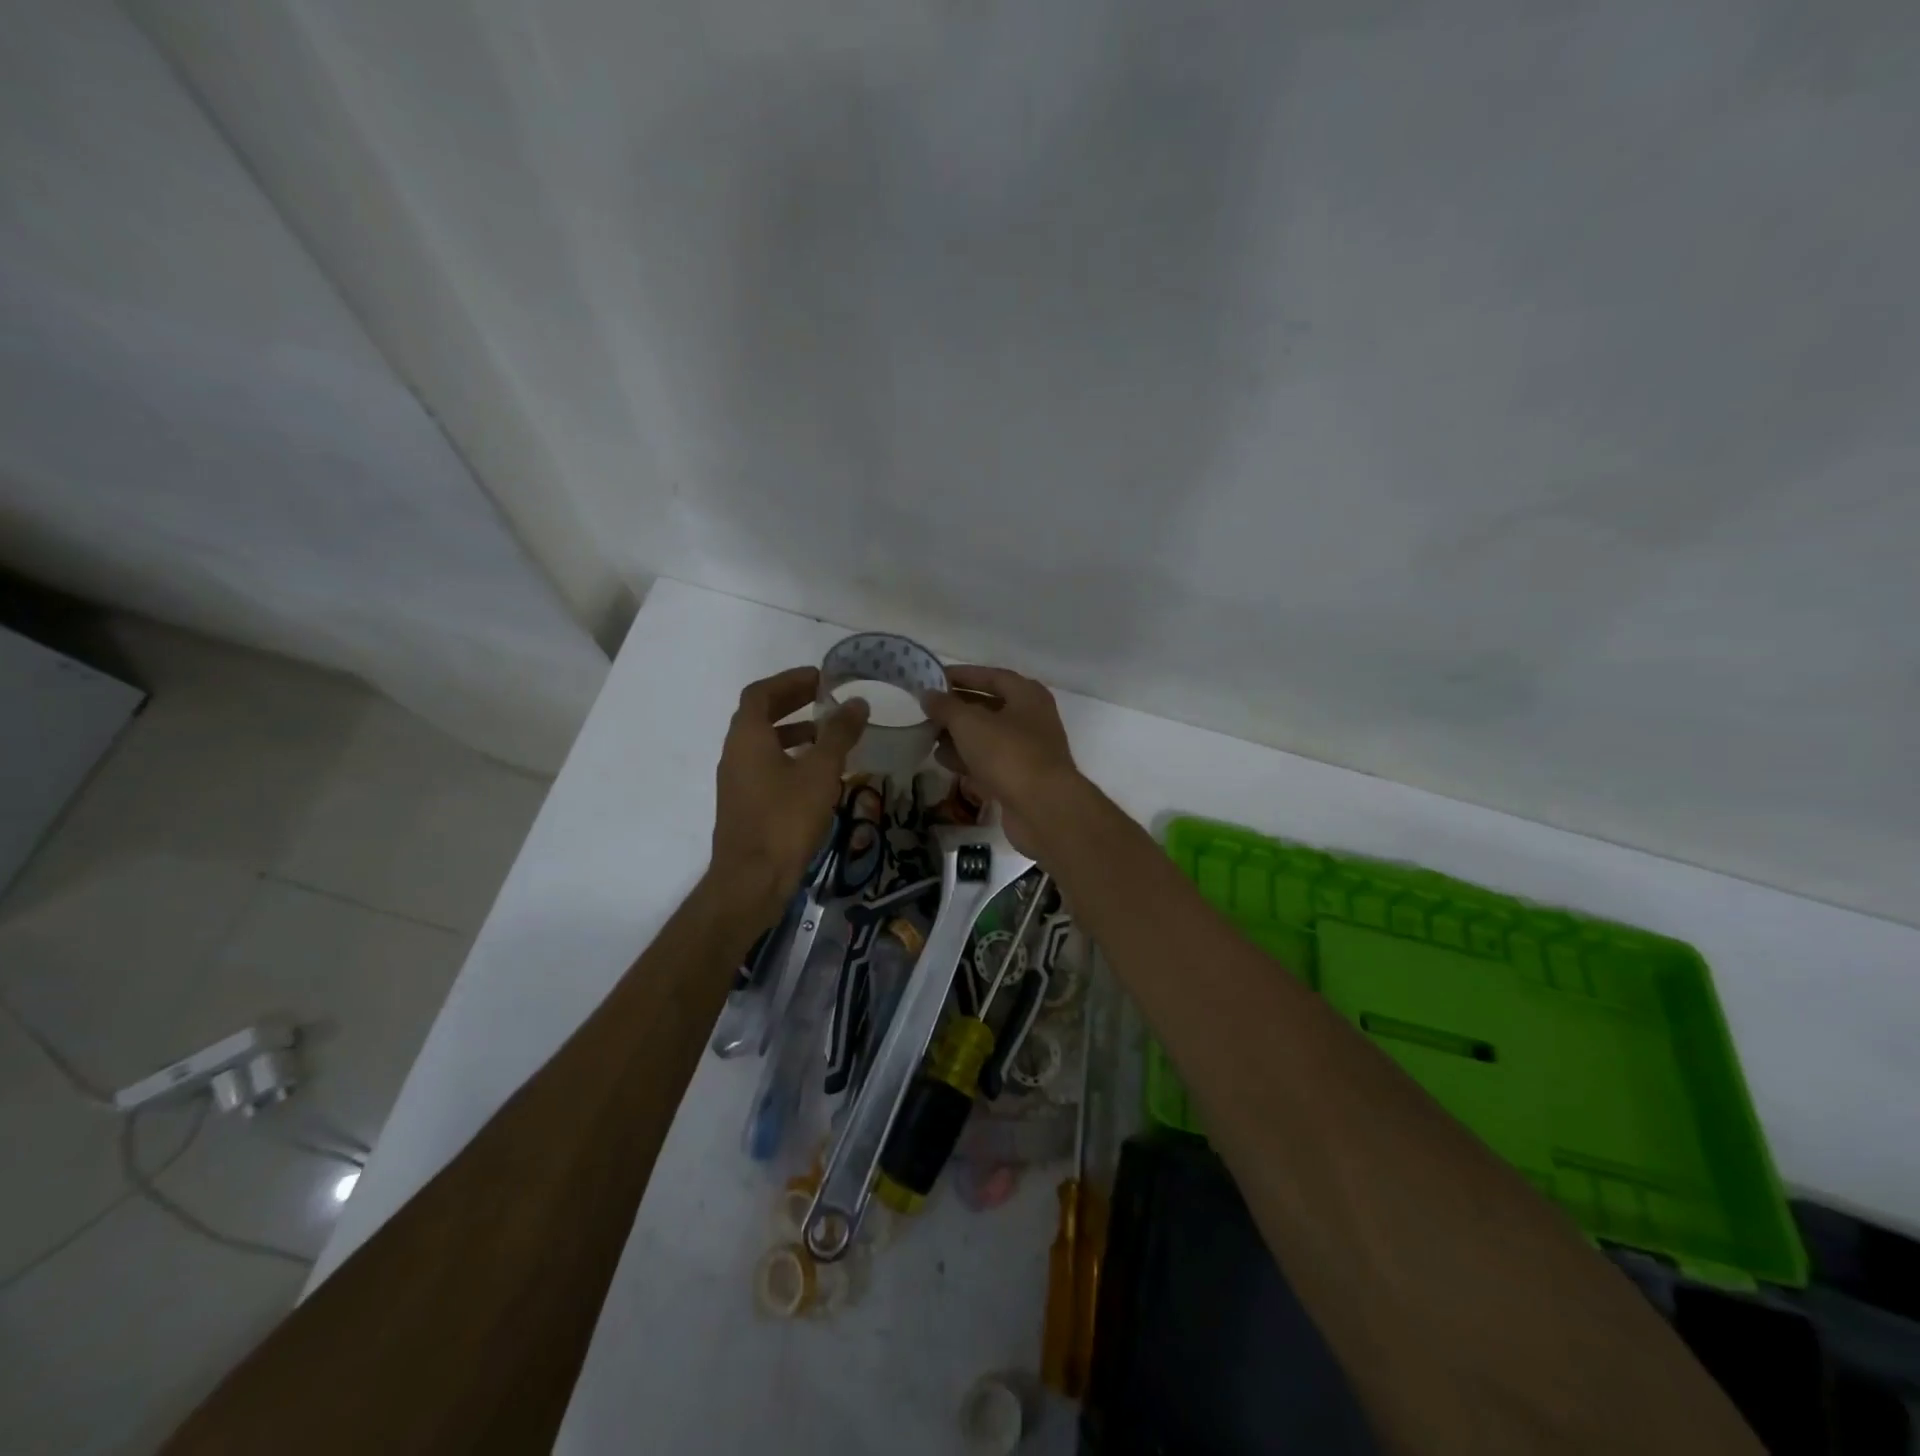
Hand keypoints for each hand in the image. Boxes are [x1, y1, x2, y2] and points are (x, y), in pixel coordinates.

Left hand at [710, 667, 868, 925]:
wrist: (752, 880)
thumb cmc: (785, 819)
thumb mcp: (820, 772)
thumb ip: (838, 734)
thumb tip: (857, 703)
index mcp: (747, 737)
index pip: (761, 693)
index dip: (789, 680)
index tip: (820, 678)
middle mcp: (735, 753)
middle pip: (760, 715)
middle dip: (793, 702)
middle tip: (826, 698)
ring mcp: (737, 781)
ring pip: (764, 743)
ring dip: (793, 731)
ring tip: (828, 735)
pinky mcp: (745, 804)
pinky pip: (766, 766)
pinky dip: (790, 757)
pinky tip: (818, 774)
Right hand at [922, 665, 1083, 854]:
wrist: (1043, 808)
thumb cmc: (1008, 753)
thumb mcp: (969, 723)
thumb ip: (946, 706)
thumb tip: (928, 694)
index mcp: (1027, 695)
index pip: (992, 676)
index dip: (963, 675)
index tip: (934, 678)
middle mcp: (1032, 719)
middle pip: (990, 707)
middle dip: (958, 709)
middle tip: (928, 710)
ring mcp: (1028, 751)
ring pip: (988, 737)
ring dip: (959, 736)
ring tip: (929, 736)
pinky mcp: (1020, 779)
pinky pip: (990, 762)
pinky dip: (968, 759)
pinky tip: (944, 761)